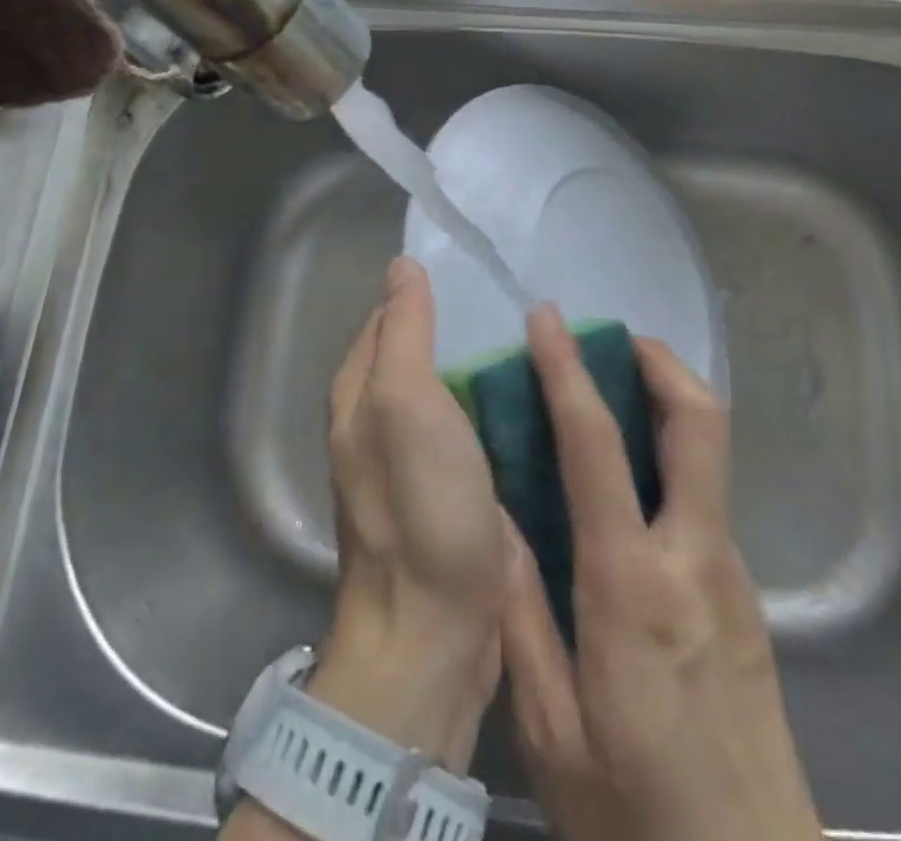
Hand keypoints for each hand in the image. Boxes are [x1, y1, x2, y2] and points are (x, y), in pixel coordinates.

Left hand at [315, 256, 508, 771]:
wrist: (436, 633)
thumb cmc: (420, 506)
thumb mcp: (406, 403)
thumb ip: (405, 332)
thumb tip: (402, 265)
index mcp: (360, 392)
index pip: (391, 317)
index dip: (428, 289)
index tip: (481, 268)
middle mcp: (379, 420)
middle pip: (422, 351)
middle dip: (464, 323)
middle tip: (523, 299)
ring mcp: (417, 459)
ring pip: (451, 389)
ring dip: (485, 364)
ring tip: (540, 336)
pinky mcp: (452, 489)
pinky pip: (474, 426)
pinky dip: (498, 404)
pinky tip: (538, 393)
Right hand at [500, 307, 822, 840]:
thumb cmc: (637, 819)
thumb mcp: (550, 732)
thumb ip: (521, 614)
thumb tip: (493, 518)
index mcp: (632, 587)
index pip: (597, 448)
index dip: (569, 372)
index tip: (549, 321)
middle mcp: (694, 559)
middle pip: (700, 423)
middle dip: (660, 362)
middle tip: (613, 339)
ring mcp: (730, 574)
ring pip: (711, 454)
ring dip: (667, 402)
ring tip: (612, 391)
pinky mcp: (744, 596)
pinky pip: (705, 495)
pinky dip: (671, 455)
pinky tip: (628, 482)